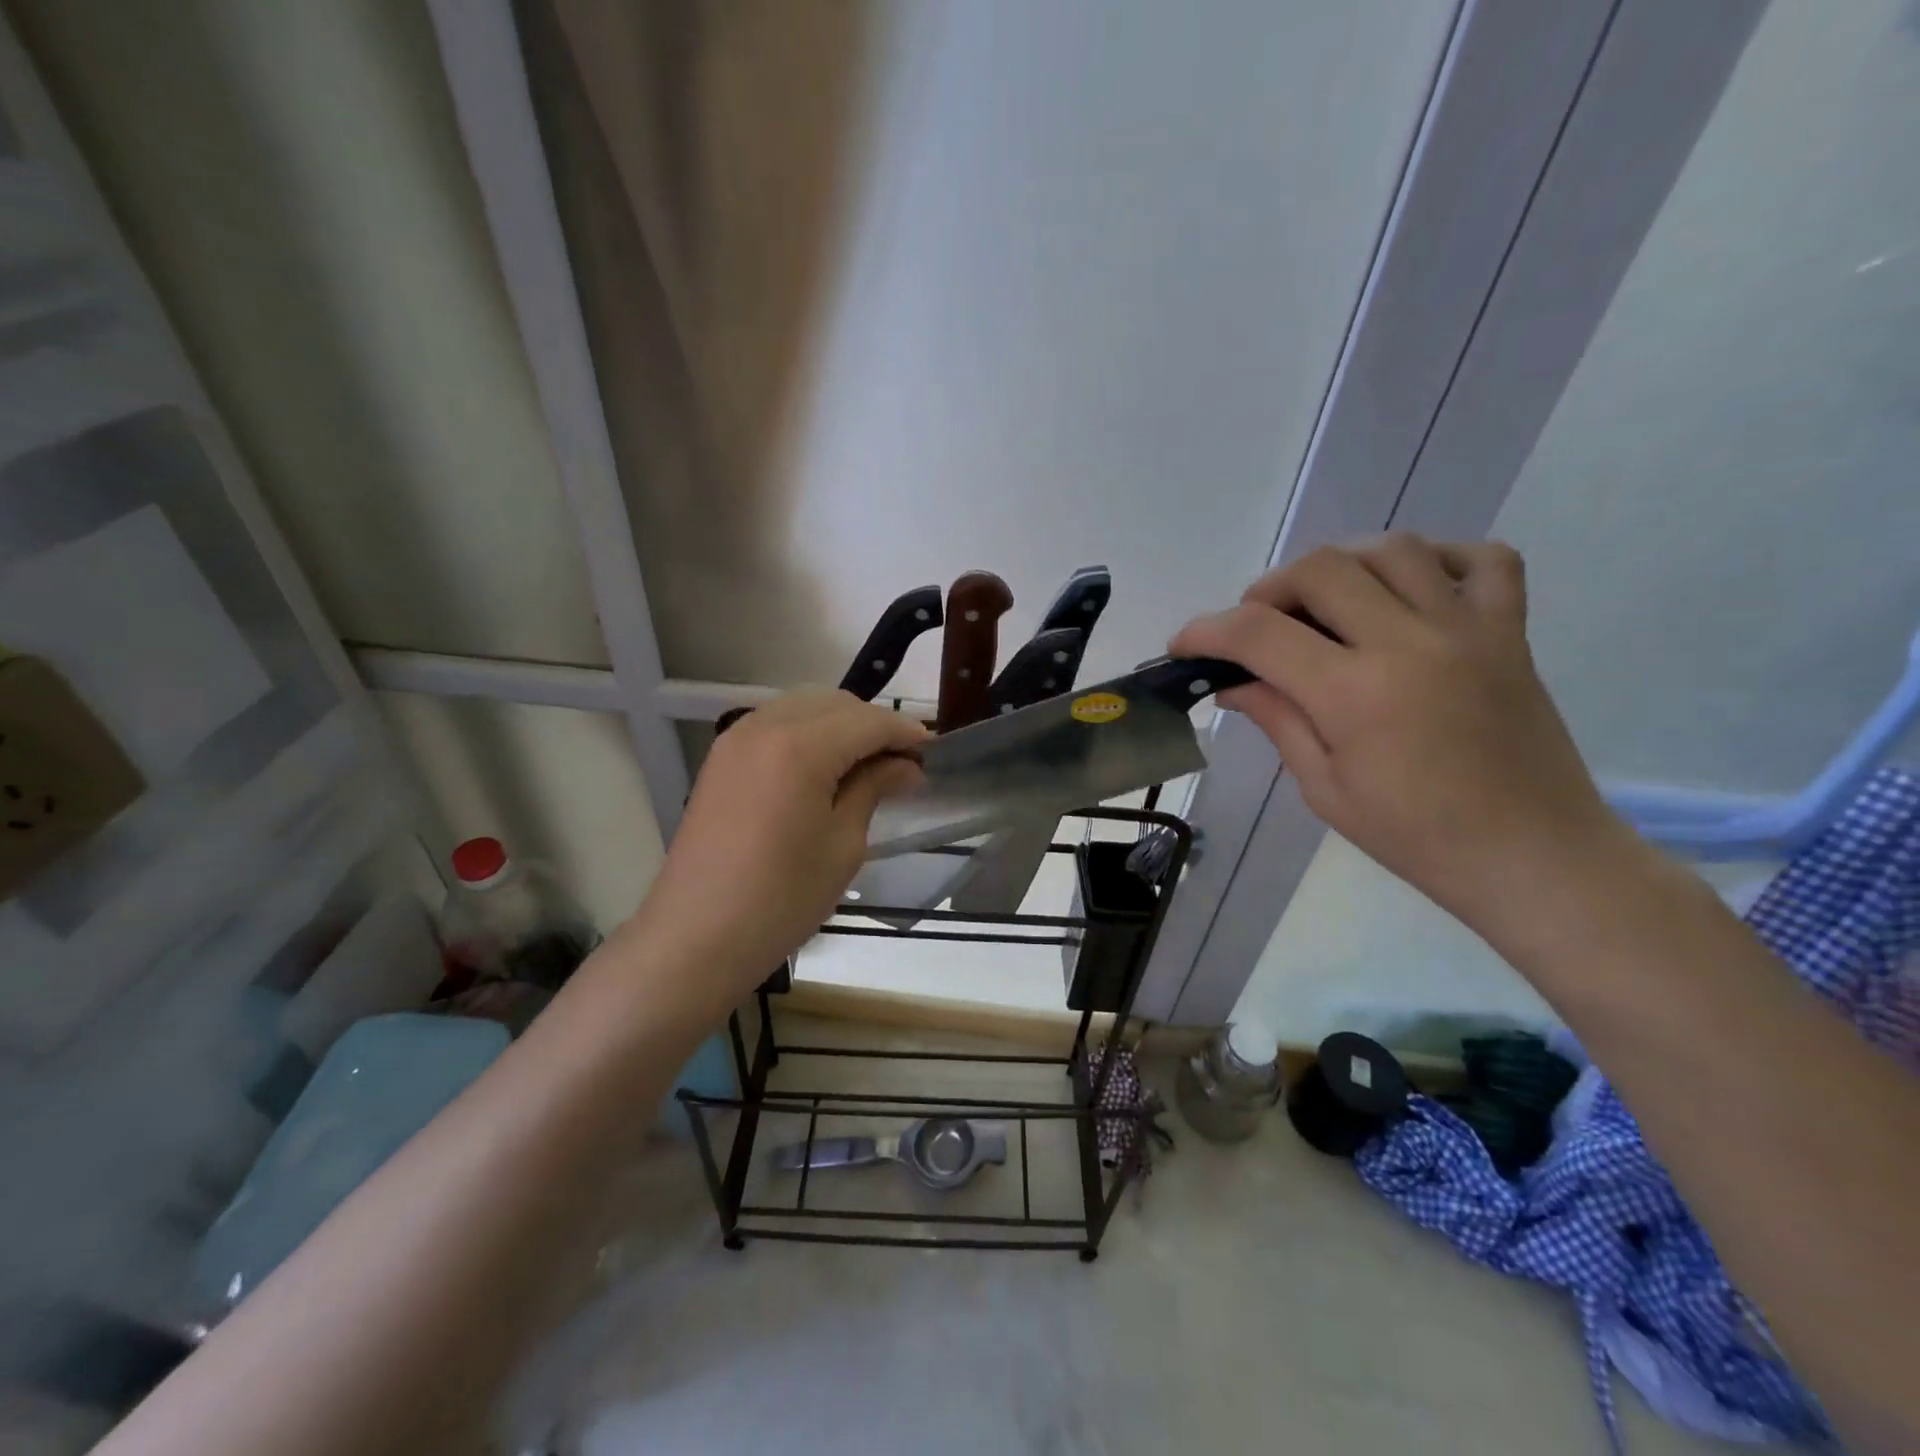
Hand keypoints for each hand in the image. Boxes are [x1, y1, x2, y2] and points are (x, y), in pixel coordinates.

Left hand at [630, 690, 927, 998]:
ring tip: (868, 764)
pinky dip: (808, 733)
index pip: (868, 722)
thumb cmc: (781, 899)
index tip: (935, 752)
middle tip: (904, 763)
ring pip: (804, 708)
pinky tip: (825, 766)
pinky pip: (776, 724)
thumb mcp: (843, 844)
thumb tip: (906, 767)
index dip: (906, 734)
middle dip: (874, 725)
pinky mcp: (722, 758)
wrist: (696, 938)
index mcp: (800, 747)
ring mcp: (736, 739)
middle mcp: (765, 726)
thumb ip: (874, 788)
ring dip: (841, 725)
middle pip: (836, 705)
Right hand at [1174, 536, 1625, 925]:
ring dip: (1339, 565)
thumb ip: (1278, 720)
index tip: (1184, 644)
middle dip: (1267, 590)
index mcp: (1355, 694)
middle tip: (1254, 626)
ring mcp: (1468, 629)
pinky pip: (1483, 559)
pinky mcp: (1511, 631)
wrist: (1532, 856)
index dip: (1206, 630)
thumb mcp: (1325, 788)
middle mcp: (1409, 643)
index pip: (1259, 634)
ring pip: (1391, 549)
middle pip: (1320, 569)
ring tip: (1321, 602)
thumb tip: (1233, 684)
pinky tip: (1408, 587)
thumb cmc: (1416, 837)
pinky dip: (1438, 557)